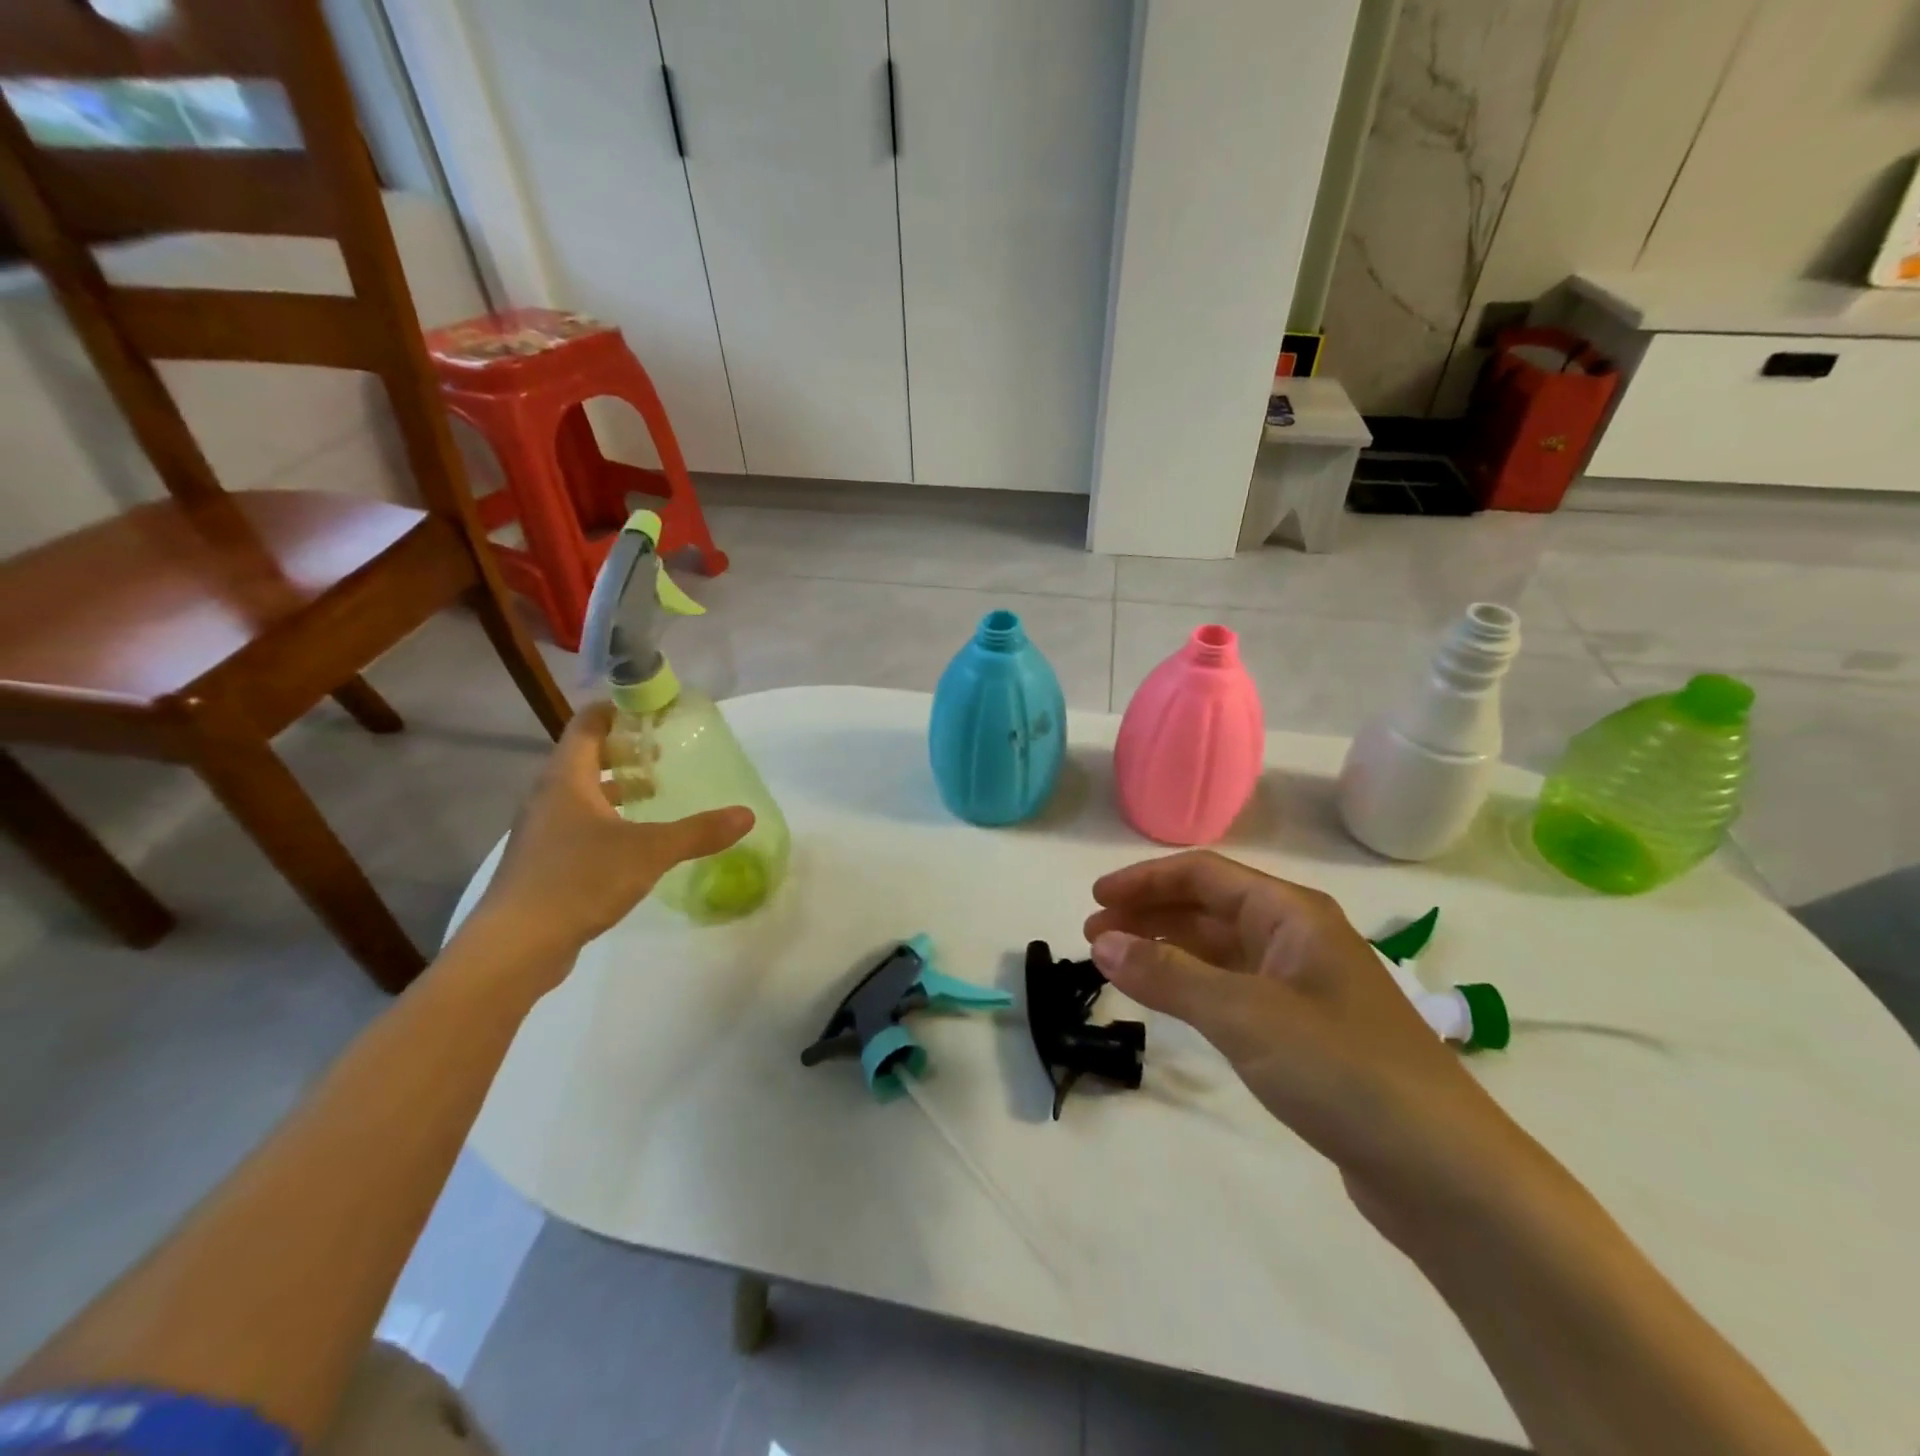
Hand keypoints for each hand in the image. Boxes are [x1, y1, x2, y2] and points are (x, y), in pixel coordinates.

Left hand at [468, 703, 752, 970]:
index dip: (619, 709)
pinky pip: (578, 822)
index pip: (589, 723)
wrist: (515, 946)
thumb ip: (699, 831)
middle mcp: (548, 796)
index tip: (654, 709)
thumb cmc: (579, 880)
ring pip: (582, 792)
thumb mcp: (650, 852)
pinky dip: (608, 817)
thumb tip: (746, 815)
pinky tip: (634, 840)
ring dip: (617, 786)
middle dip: (626, 750)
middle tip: (665, 752)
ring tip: (656, 792)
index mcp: (567, 779)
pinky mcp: (543, 860)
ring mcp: (541, 829)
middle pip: (586, 756)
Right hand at [1084, 851, 1533, 1232]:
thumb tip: (1102, 942)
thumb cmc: (1343, 1072)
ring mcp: (1302, 986)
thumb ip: (1169, 975)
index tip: (1095, 899)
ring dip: (1168, 949)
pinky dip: (1193, 985)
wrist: (1445, 1174)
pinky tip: (1169, 1000)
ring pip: (1220, 949)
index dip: (1145, 880)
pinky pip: (1233, 988)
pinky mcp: (1304, 1032)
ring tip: (1118, 964)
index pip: (1203, 874)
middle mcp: (1297, 938)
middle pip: (1209, 907)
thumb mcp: (1245, 1016)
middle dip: (1150, 914)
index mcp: (1292, 914)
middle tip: (1095, 936)